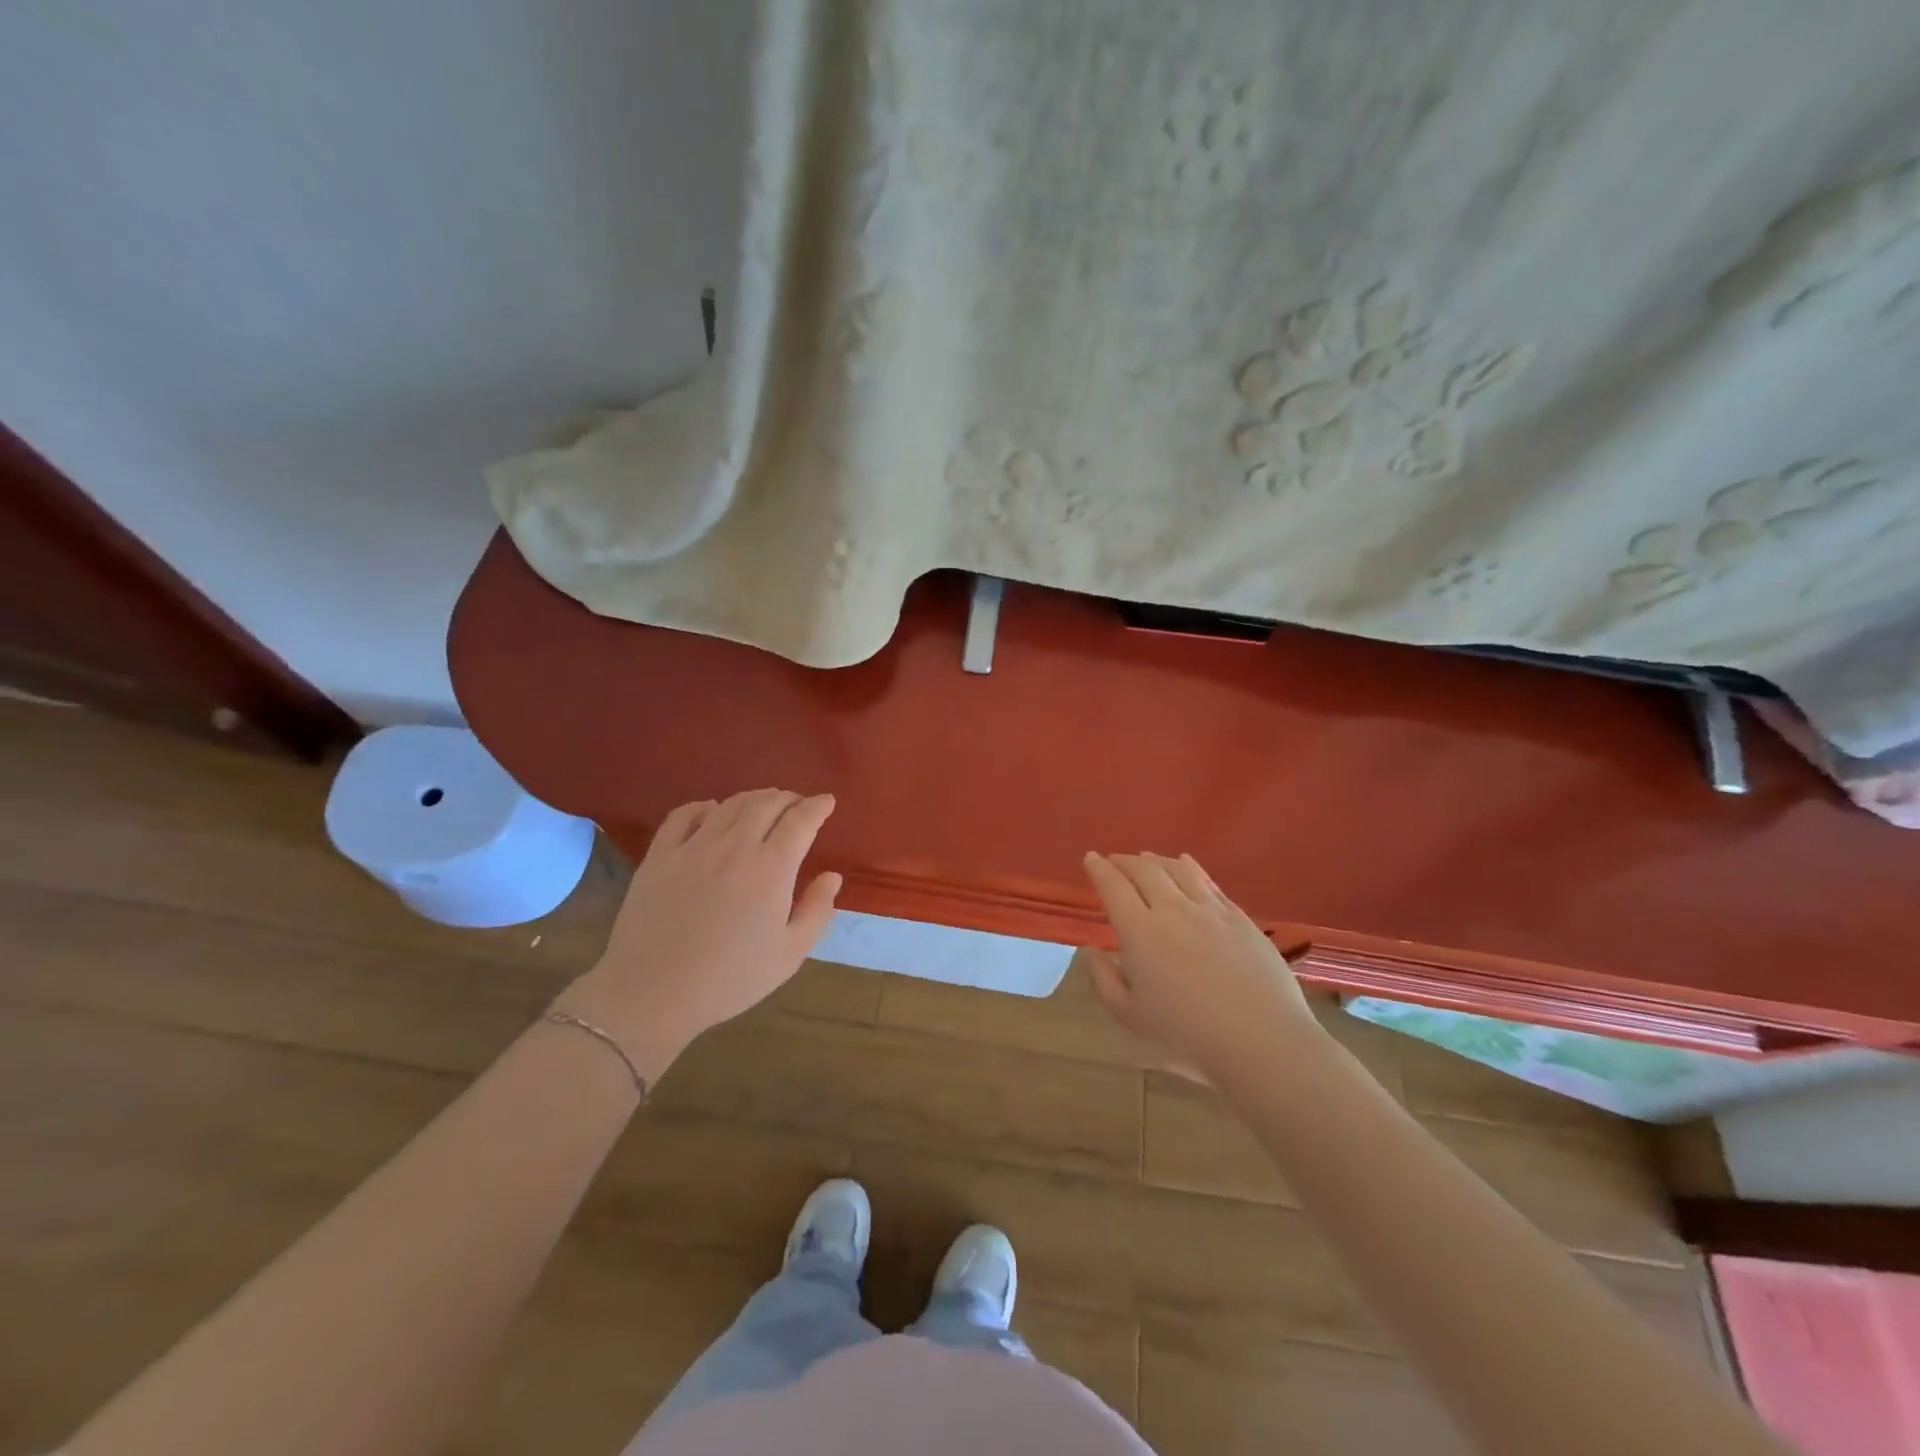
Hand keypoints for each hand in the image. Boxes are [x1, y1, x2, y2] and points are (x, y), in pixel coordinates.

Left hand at [559, 789, 841, 1079]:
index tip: (827, 801)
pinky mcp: (659, 856)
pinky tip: (711, 810)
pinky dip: (703, 806)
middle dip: (788, 798)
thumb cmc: (729, 980)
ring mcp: (693, 848)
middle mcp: (734, 848)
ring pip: (729, 805)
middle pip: (766, 804)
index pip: (800, 821)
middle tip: (798, 803)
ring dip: (754, 798)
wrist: (652, 994)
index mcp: (771, 870)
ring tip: (764, 802)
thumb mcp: (789, 954)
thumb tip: (832, 876)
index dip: (817, 806)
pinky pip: (683, 815)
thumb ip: (817, 911)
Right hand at [1081, 851, 1322, 1081]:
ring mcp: (1210, 911)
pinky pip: (1209, 882)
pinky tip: (1187, 864)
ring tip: (1147, 858)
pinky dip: (1191, 867)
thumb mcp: (1130, 1018)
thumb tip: (1094, 950)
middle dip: (1125, 861)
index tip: (1091, 858)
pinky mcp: (1240, 918)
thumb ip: (1105, 981)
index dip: (1099, 869)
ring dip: (1157, 859)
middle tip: (1115, 860)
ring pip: (1178, 869)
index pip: (1113, 887)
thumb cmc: (1186, 1037)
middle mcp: (1173, 910)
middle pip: (1145, 871)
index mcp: (1139, 931)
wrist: (1261, 1042)